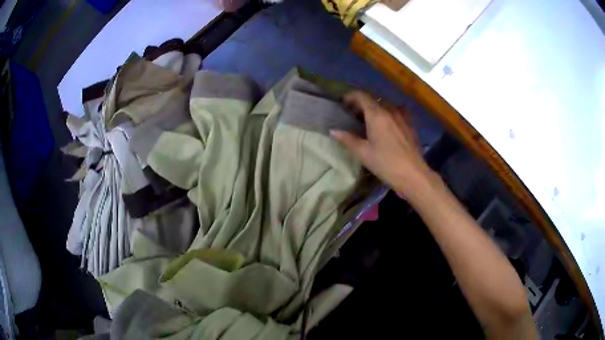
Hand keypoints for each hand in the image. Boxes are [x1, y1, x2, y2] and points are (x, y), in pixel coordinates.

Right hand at [331, 91, 437, 200]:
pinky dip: (387, 115)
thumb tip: (333, 131)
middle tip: (352, 114)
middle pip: (374, 100)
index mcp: (377, 115)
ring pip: (386, 106)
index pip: (362, 96)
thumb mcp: (363, 153)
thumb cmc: (386, 164)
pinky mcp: (410, 126)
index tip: (342, 103)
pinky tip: (385, 127)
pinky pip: (396, 113)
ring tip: (368, 120)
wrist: (413, 175)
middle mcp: (390, 111)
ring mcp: (403, 117)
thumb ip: (348, 140)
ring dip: (375, 109)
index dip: (350, 96)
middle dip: (361, 103)